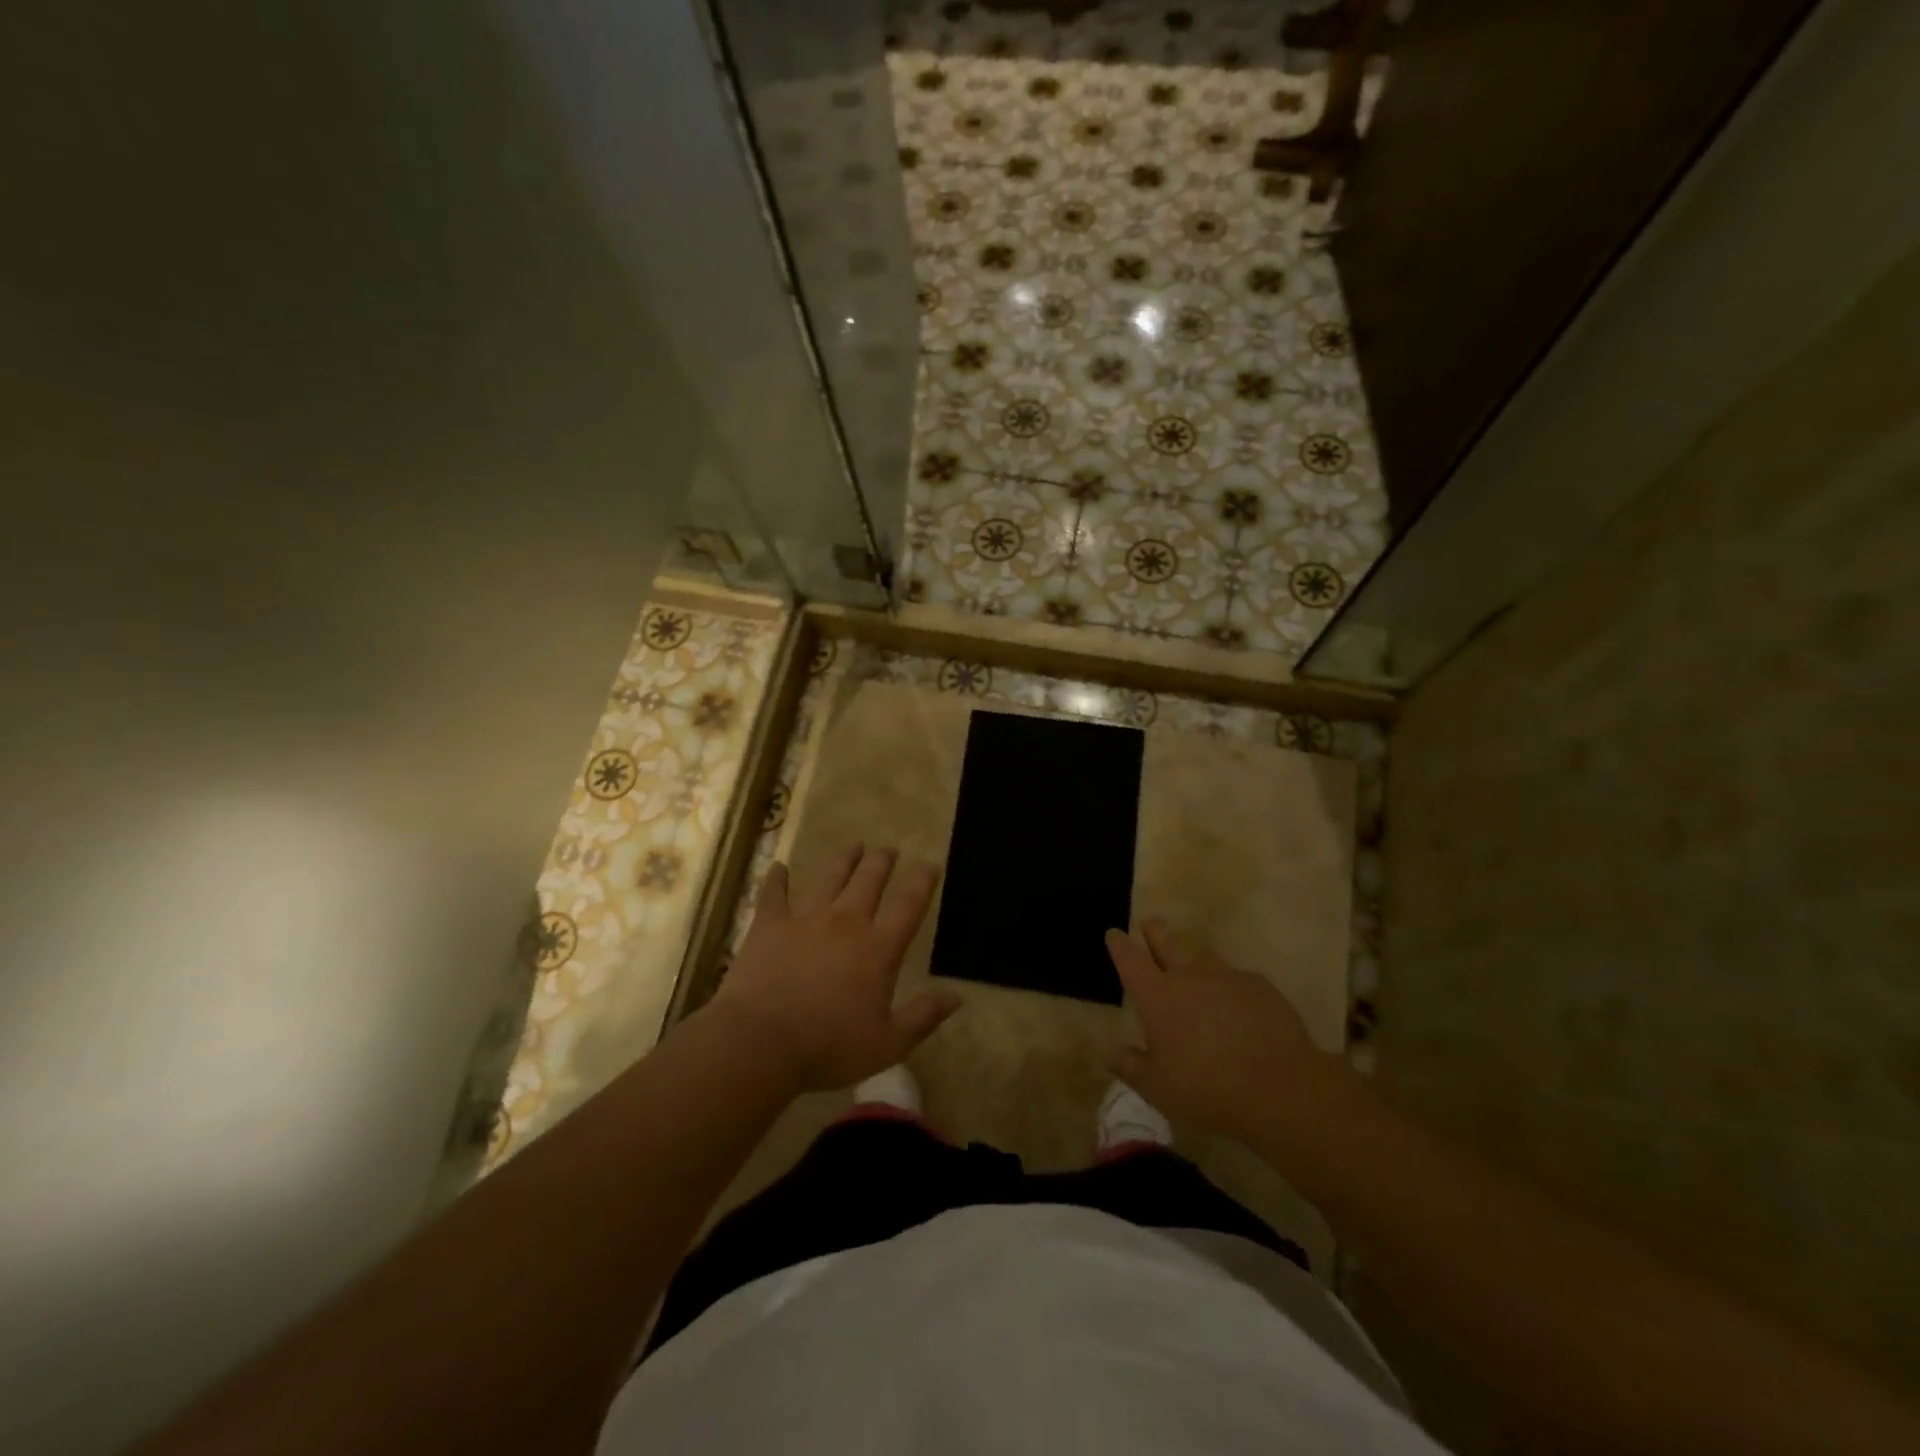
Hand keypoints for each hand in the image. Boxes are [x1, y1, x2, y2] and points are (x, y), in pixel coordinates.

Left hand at [708, 844, 958, 1091]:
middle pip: (870, 880)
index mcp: (879, 947)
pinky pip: (774, 893)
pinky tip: (779, 867)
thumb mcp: (888, 1043)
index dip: (922, 881)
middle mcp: (847, 921)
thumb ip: (924, 1017)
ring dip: (844, 859)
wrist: (760, 1041)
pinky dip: (777, 879)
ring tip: (854, 846)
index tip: (930, 864)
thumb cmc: (828, 1046)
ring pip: (830, 876)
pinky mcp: (771, 924)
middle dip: (882, 862)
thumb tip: (957, 997)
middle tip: (889, 849)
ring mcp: (806, 918)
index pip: (909, 904)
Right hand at [1106, 919, 1349, 1141]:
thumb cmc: (1207, 1089)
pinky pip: (1239, 980)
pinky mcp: (1261, 987)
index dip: (1120, 945)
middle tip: (1150, 923)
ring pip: (1205, 958)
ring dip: (1196, 961)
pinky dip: (1232, 988)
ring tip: (1197, 971)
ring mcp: (1228, 977)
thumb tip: (1110, 1053)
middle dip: (1155, 931)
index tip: (1114, 934)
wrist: (1279, 1088)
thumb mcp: (1158, 1089)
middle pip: (1167, 943)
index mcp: (1158, 996)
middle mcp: (1189, 977)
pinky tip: (1239, 1007)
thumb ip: (1130, 1066)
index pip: (1130, 960)